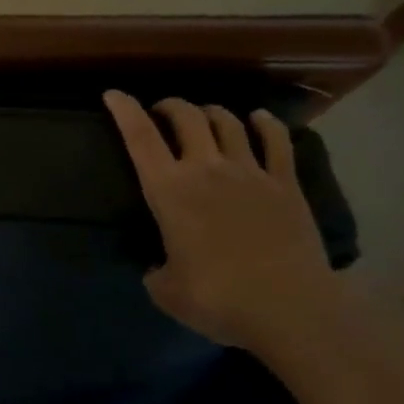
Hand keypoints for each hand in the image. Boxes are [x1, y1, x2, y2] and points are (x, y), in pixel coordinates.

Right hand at [104, 92, 339, 349]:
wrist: (290, 309)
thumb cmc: (218, 299)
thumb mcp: (165, 289)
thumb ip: (156, 269)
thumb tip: (159, 265)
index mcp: (169, 191)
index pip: (140, 138)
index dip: (124, 111)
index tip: (113, 94)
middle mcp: (206, 169)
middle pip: (186, 117)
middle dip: (170, 106)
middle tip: (162, 112)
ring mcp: (250, 172)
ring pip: (227, 121)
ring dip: (210, 112)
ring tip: (203, 117)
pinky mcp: (286, 184)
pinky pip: (276, 140)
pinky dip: (265, 123)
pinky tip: (258, 119)